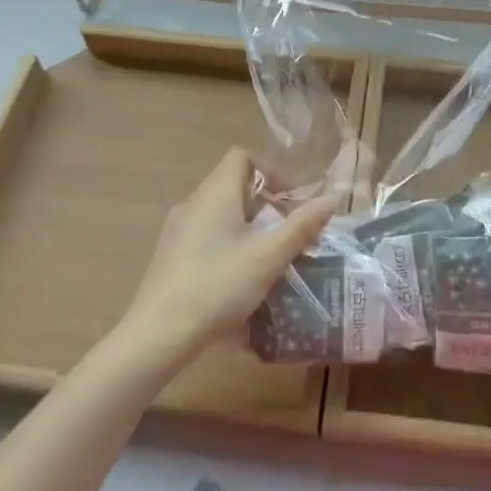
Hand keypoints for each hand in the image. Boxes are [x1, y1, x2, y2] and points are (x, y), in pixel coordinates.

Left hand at [119, 148, 334, 359]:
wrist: (159, 332)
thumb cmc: (219, 284)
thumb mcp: (268, 257)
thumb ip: (301, 227)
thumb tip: (330, 200)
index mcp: (215, 193)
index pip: (242, 157)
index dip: (270, 170)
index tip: (289, 199)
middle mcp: (192, 202)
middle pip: (232, 185)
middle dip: (264, 204)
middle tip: (285, 233)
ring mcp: (176, 229)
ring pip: (218, 213)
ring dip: (246, 227)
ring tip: (266, 258)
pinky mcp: (169, 255)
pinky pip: (204, 235)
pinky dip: (226, 244)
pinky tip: (238, 279)